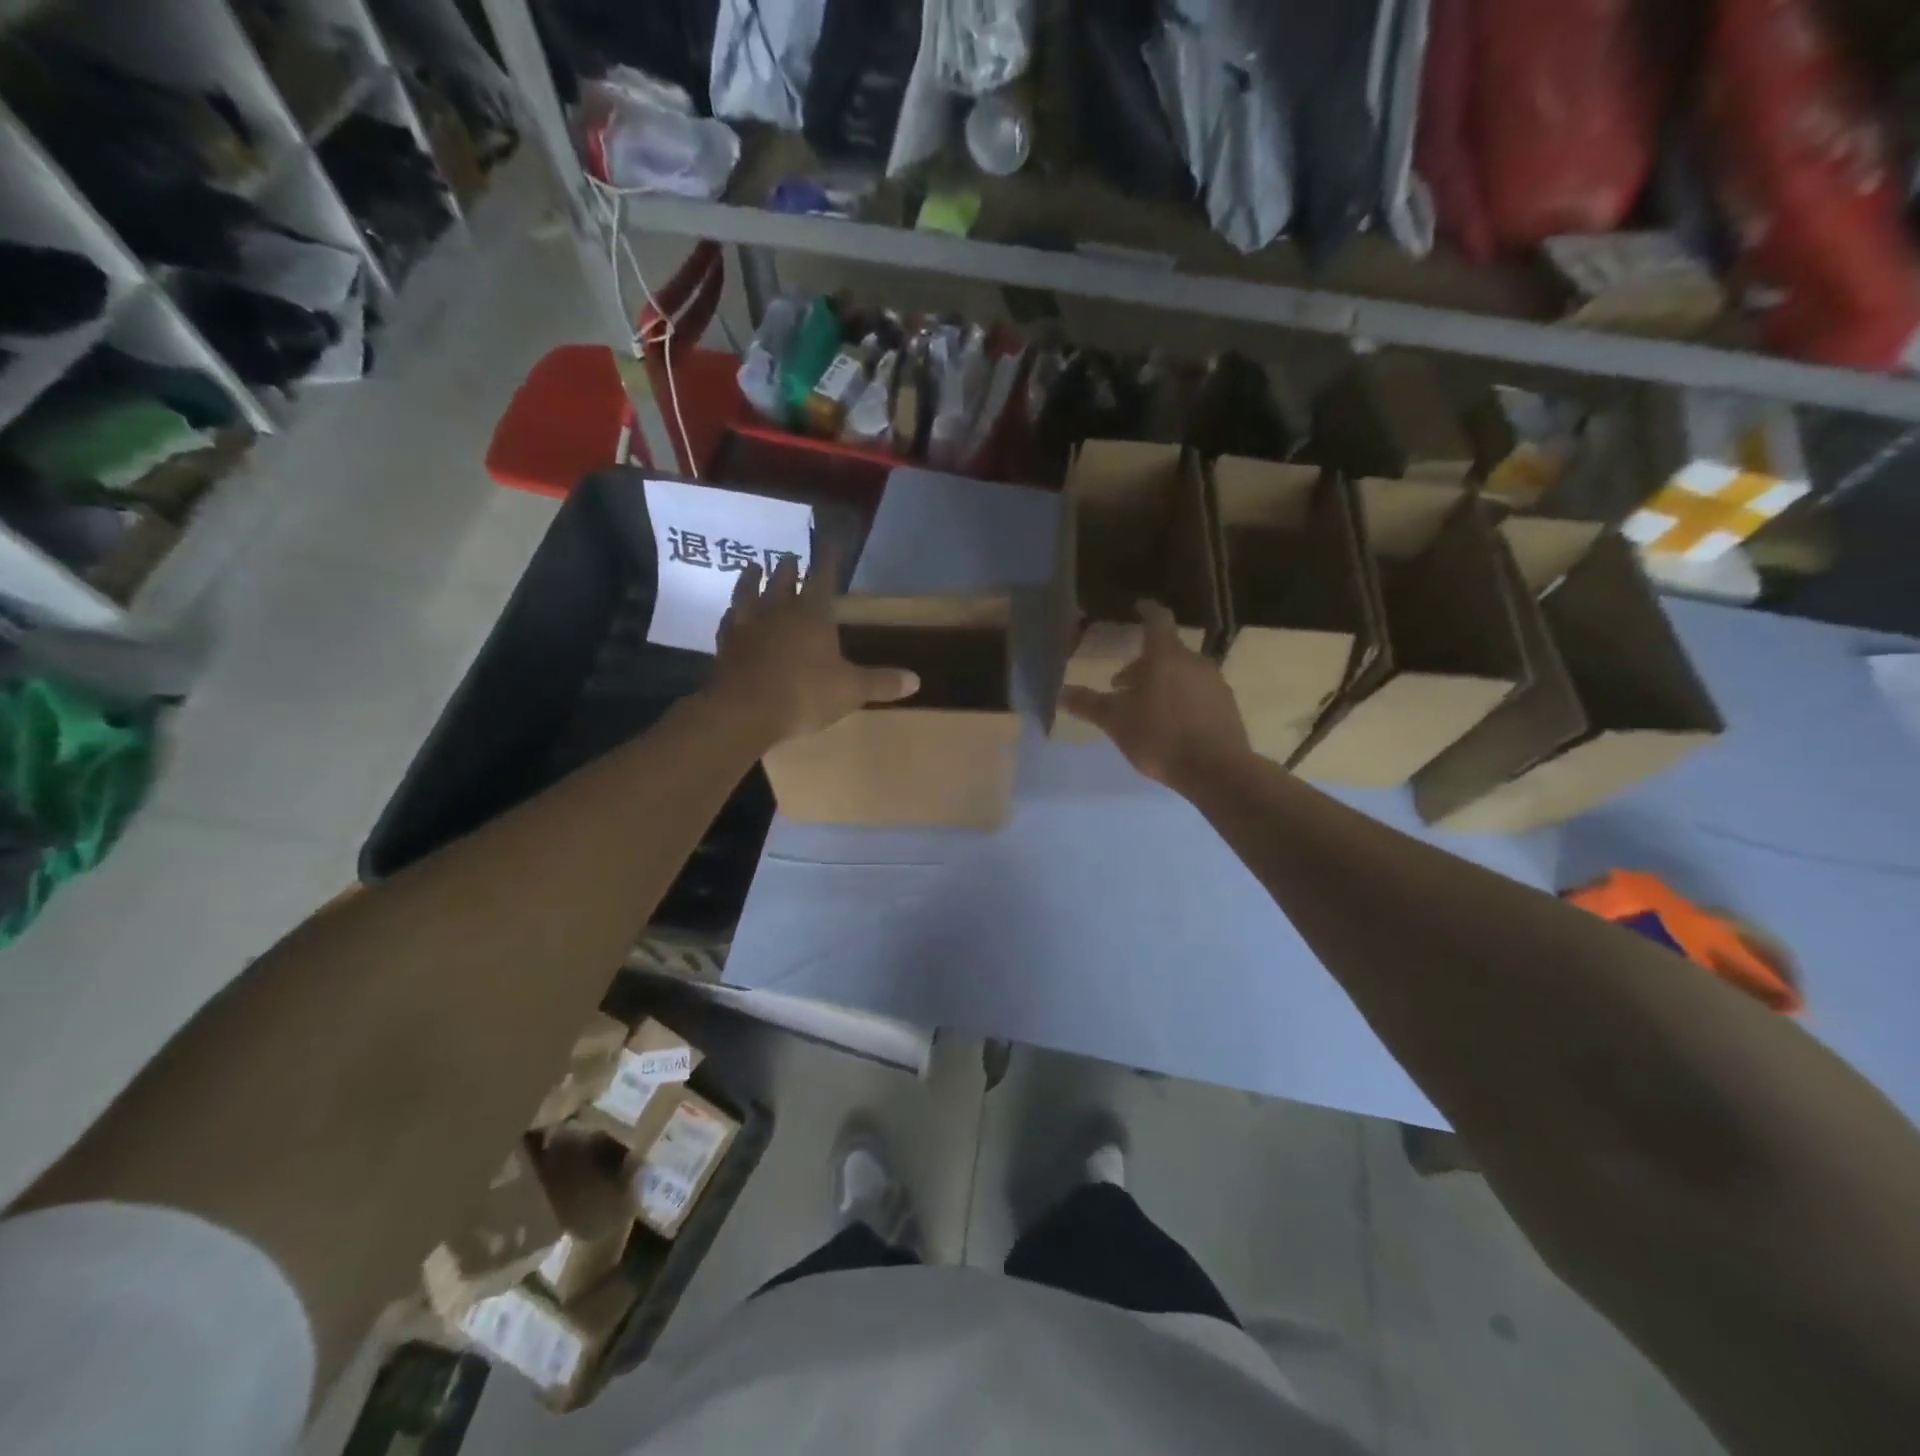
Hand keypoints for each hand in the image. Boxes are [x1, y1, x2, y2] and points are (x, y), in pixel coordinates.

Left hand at [709, 548, 918, 743]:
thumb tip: (916, 680)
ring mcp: (748, 624)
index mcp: (812, 613)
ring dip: (752, 578)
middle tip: (791, 556)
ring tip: (753, 566)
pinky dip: (732, 612)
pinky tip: (731, 612)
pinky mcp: (726, 643)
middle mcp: (778, 610)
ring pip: (749, 591)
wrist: (745, 711)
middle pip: (783, 579)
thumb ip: (881, 682)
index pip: (823, 577)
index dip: (829, 559)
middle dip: (790, 567)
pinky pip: (728, 620)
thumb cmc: (805, 694)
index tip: (830, 543)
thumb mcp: (851, 690)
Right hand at [1060, 600, 1251, 793]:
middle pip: (1167, 652)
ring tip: (1143, 708)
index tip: (1138, 606)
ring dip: (1161, 682)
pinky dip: (1180, 698)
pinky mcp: (1227, 706)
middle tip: (1121, 685)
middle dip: (1143, 663)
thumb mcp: (1116, 721)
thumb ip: (1089, 704)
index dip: (1146, 610)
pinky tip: (1170, 724)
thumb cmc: (1160, 736)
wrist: (1217, 770)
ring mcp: (1215, 683)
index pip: (1157, 620)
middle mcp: (1194, 662)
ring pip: (1182, 673)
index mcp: (1166, 656)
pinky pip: (1198, 693)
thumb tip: (1061, 693)